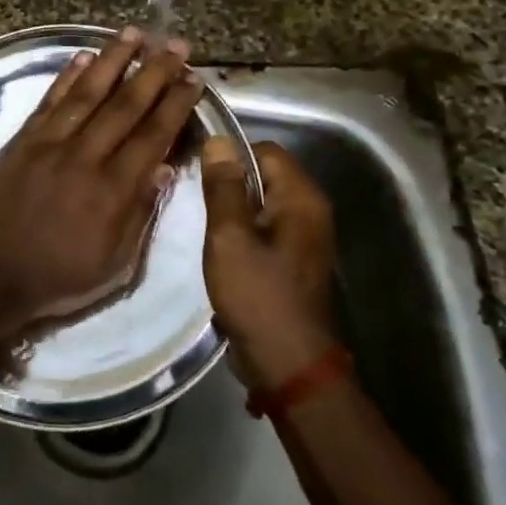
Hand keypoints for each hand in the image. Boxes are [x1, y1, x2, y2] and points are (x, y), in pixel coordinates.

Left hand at [0, 26, 206, 338]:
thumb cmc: (58, 276)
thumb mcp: (115, 264)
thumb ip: (140, 213)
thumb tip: (165, 167)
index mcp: (113, 190)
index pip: (153, 135)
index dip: (176, 105)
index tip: (194, 80)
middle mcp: (85, 156)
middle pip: (126, 105)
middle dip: (155, 72)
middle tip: (177, 45)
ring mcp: (50, 143)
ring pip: (88, 92)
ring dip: (113, 60)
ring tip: (134, 33)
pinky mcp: (22, 140)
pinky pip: (50, 100)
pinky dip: (68, 76)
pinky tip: (85, 56)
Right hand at [200, 138, 341, 389]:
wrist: (287, 362)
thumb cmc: (257, 295)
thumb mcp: (230, 237)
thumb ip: (224, 188)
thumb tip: (218, 141)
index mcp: (302, 198)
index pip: (265, 150)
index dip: (230, 154)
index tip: (197, 170)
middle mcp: (311, 211)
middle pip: (266, 174)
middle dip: (230, 181)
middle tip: (194, 196)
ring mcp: (305, 237)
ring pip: (264, 202)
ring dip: (234, 207)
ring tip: (202, 219)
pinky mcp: (294, 259)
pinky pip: (266, 227)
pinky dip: (243, 228)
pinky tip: (220, 244)